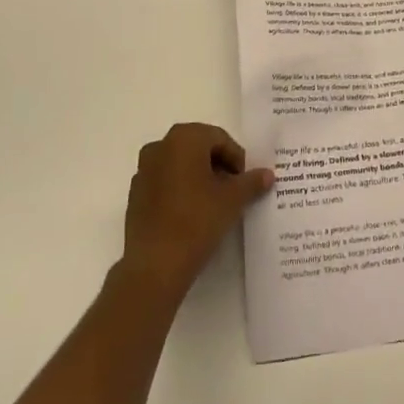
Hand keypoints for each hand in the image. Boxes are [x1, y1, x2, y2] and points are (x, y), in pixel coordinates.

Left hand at [120, 123, 271, 297]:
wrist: (155, 265)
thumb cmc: (197, 221)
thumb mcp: (233, 199)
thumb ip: (251, 182)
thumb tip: (267, 174)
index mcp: (184, 138)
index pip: (219, 139)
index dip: (237, 159)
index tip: (245, 182)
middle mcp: (160, 146)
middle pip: (199, 148)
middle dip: (218, 166)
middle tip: (233, 190)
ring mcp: (143, 170)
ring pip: (180, 165)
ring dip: (199, 177)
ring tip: (215, 203)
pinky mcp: (135, 194)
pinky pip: (165, 182)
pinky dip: (181, 189)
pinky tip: (192, 214)